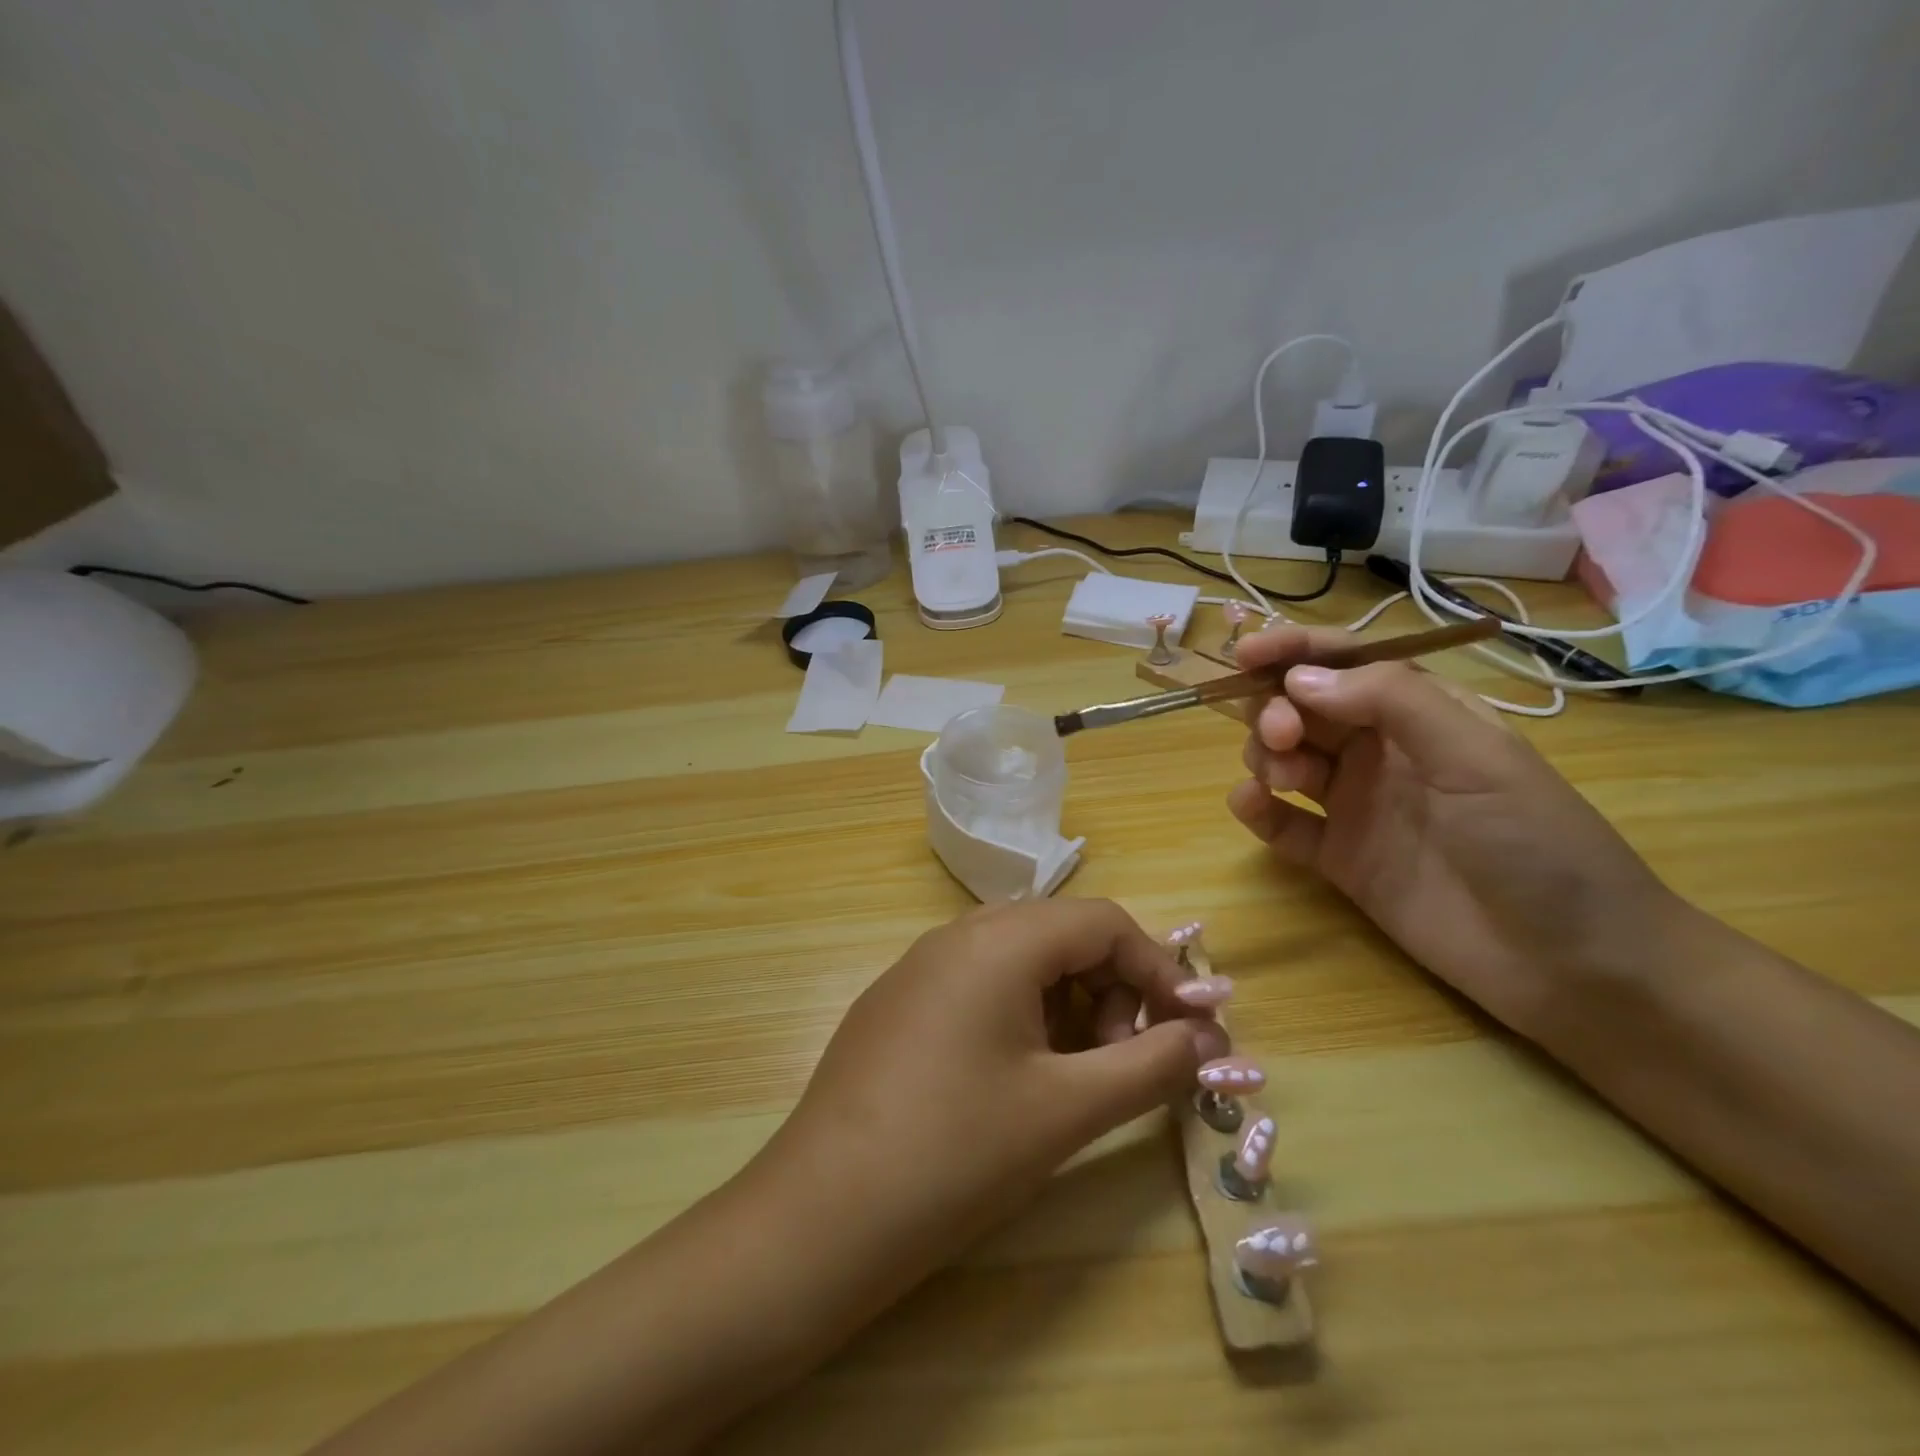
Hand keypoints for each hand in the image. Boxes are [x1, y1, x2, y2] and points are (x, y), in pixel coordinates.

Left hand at [757, 899, 1230, 1275]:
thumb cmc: (956, 1154)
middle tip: (1128, 1063)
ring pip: (1021, 962)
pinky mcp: (899, 1003)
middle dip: (1113, 991)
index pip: (1103, 922)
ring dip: (1070, 1006)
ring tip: (1078, 1079)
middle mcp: (956, 934)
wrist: (821, 1216)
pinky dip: (1022, 1016)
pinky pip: (980, 985)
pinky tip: (1019, 1080)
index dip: (1159, 969)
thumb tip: (1209, 1039)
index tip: (1192, 1030)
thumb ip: (1151, 1065)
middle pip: (1062, 936)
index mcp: (999, 940)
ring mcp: (920, 967)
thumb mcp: (1067, 1109)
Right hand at [1226, 625, 1674, 1037]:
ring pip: (1285, 759)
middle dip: (1275, 709)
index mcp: (1420, 715)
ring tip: (1284, 781)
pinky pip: (1282, 823)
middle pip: (1303, 709)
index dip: (1293, 651)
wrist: (1573, 966)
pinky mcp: (1338, 858)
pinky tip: (1252, 807)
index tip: (1245, 654)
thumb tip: (1299, 679)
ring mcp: (1356, 806)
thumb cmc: (1539, 843)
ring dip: (1266, 757)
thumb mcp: (1478, 758)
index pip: (1345, 664)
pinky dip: (1257, 809)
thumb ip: (1392, 704)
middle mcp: (1380, 753)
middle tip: (1281, 736)